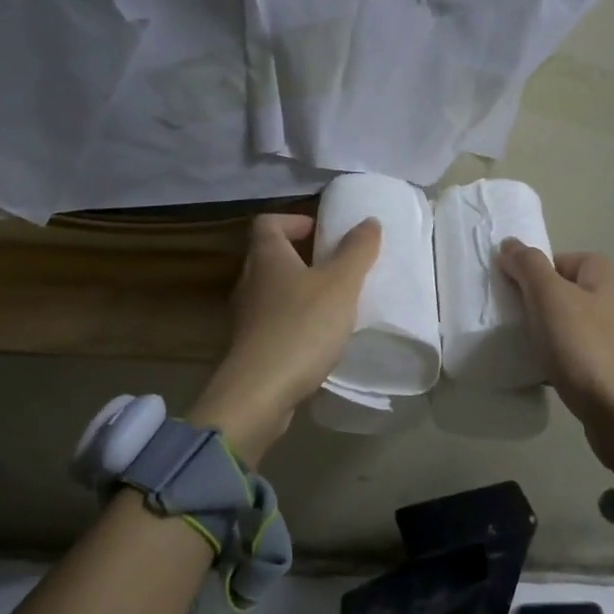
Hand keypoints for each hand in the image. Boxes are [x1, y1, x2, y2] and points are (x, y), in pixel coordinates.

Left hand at [189, 213, 381, 463]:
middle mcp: (249, 281)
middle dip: (301, 257)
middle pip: (269, 256)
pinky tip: (318, 338)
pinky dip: (294, 322)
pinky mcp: (249, 347)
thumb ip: (356, 251)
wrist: (259, 392)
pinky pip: (273, 322)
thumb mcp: (340, 284)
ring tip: (332, 303)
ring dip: (298, 291)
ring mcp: (245, 316)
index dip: (293, 221)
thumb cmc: (301, 327)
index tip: (320, 232)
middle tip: (334, 267)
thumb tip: (368, 221)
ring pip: (271, 291)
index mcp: (266, 257)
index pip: (268, 222)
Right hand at [498, 242, 613, 493]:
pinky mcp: (605, 370)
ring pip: (562, 325)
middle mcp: (611, 300)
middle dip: (531, 304)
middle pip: (558, 292)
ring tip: (517, 347)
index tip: (508, 293)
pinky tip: (536, 373)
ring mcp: (611, 337)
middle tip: (506, 320)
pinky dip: (551, 361)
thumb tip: (510, 243)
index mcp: (602, 274)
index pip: (555, 259)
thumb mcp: (550, 297)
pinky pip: (569, 355)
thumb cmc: (587, 348)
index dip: (529, 273)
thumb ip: (528, 266)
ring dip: (539, 335)